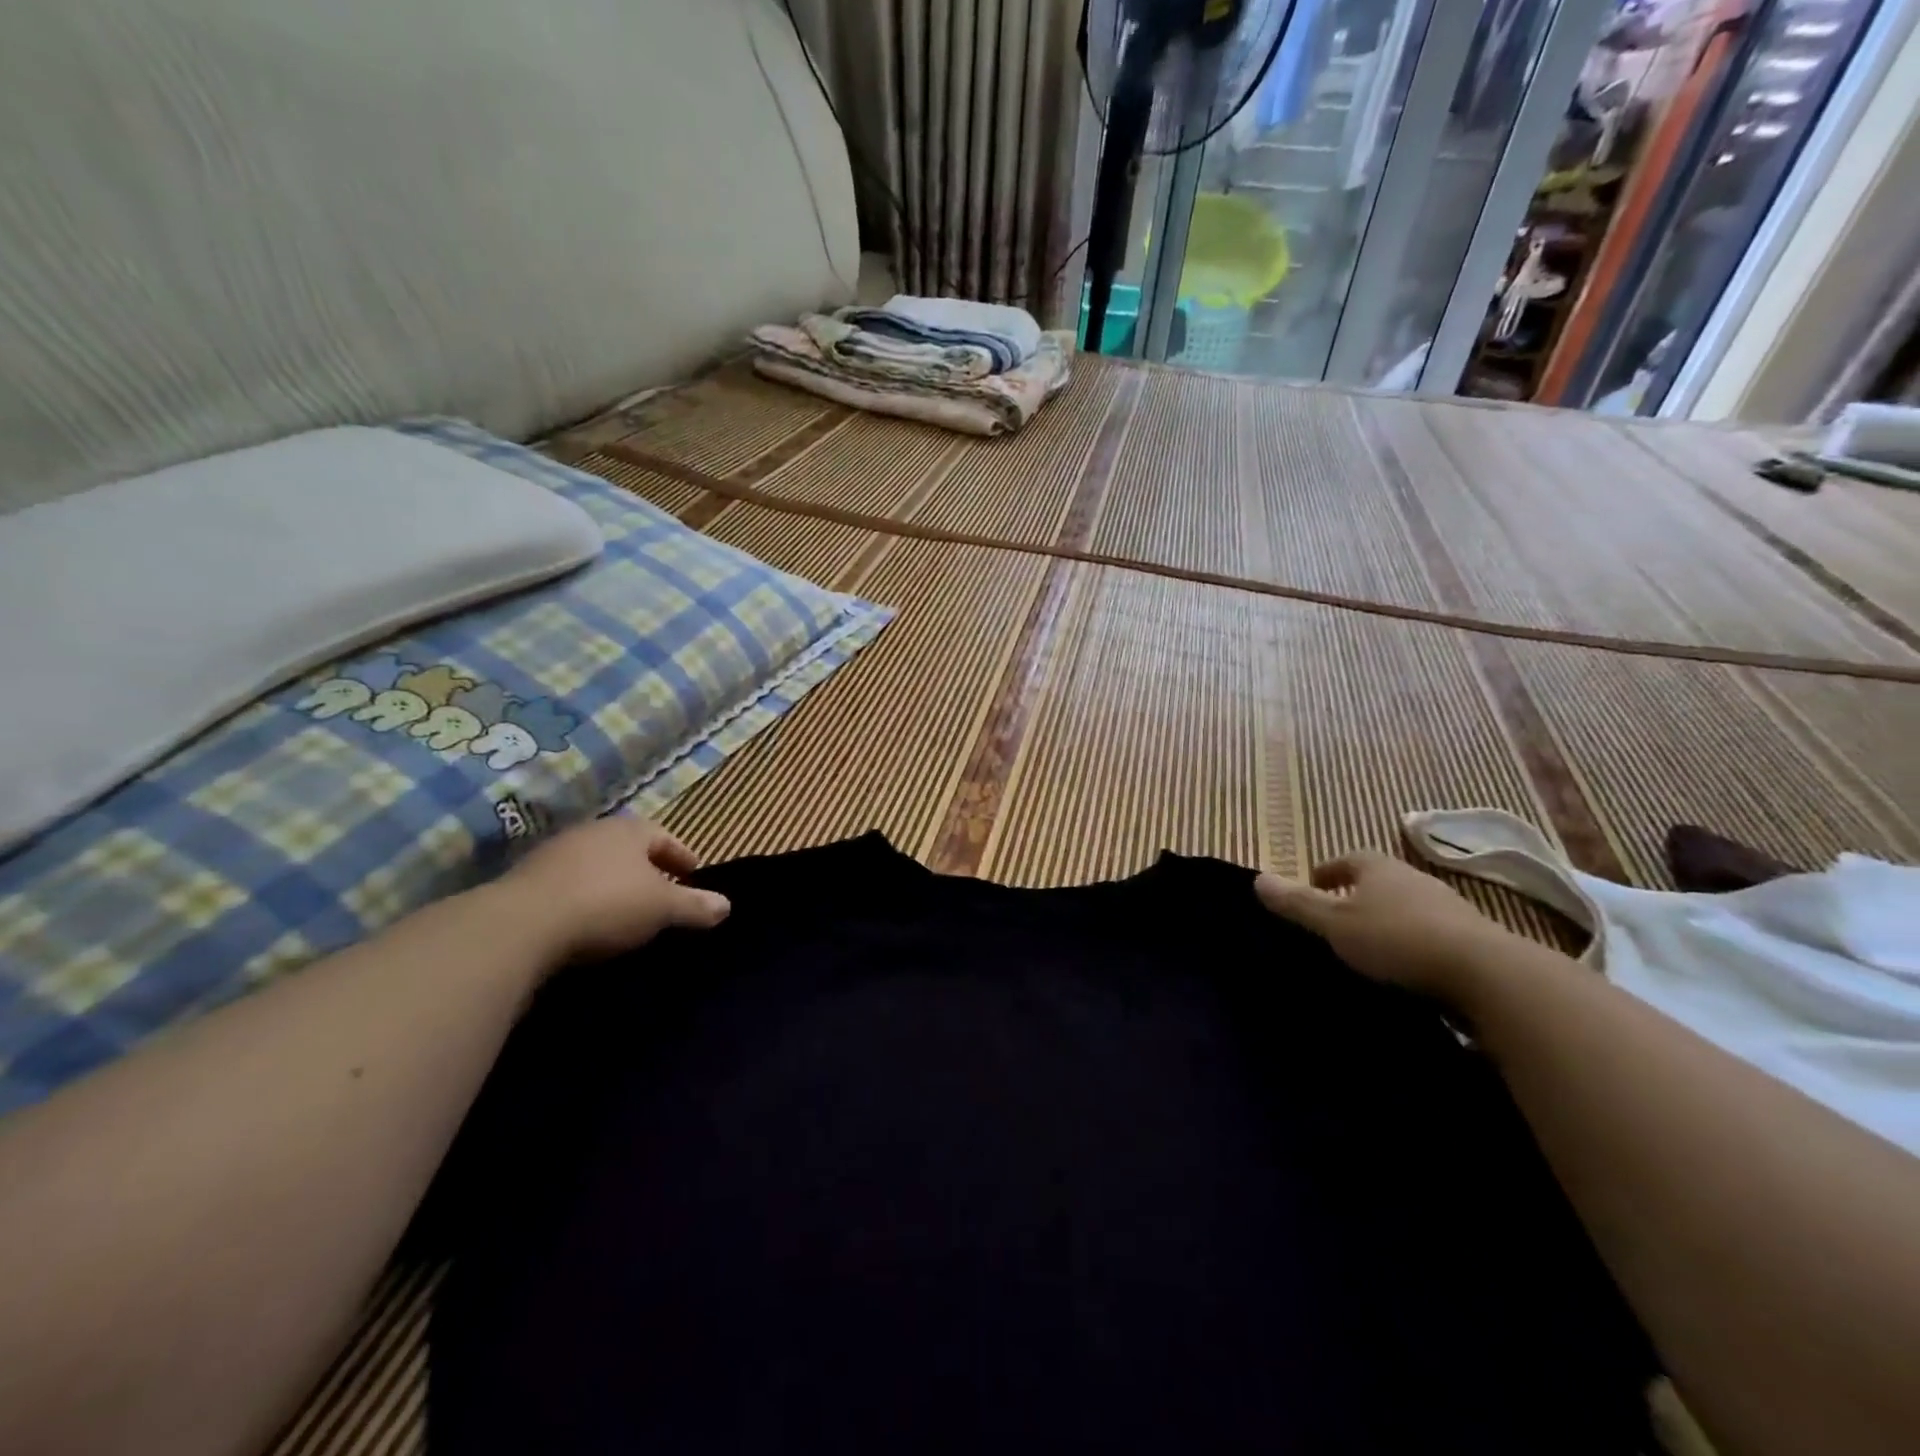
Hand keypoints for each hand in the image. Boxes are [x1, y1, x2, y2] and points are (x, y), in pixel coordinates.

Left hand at [495, 817, 729, 964]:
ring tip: (625, 911)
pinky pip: (567, 886)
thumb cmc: (606, 904)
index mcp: (629, 830)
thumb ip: (695, 905)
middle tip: (662, 894)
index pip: (664, 837)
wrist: (520, 925)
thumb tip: (727, 905)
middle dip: (647, 869)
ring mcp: (554, 854)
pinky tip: (586, 923)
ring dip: (612, 884)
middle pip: (628, 849)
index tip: (693, 875)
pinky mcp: (524, 881)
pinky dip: (583, 899)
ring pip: (596, 866)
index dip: (682, 856)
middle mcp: (592, 832)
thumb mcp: (662, 908)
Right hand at [1254, 851, 1514, 999]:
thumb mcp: (1335, 923)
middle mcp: (1414, 879)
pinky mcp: (1473, 939)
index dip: (1328, 871)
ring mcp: (1449, 908)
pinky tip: (1407, 968)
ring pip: (1408, 907)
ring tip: (1370, 945)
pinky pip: (1432, 934)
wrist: (1486, 974)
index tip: (1314, 885)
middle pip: (1379, 880)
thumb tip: (1257, 878)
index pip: (1347, 859)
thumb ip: (1297, 903)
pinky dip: (1414, 944)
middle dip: (1359, 894)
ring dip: (1389, 919)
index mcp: (1379, 868)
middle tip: (1337, 916)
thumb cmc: (1397, 939)